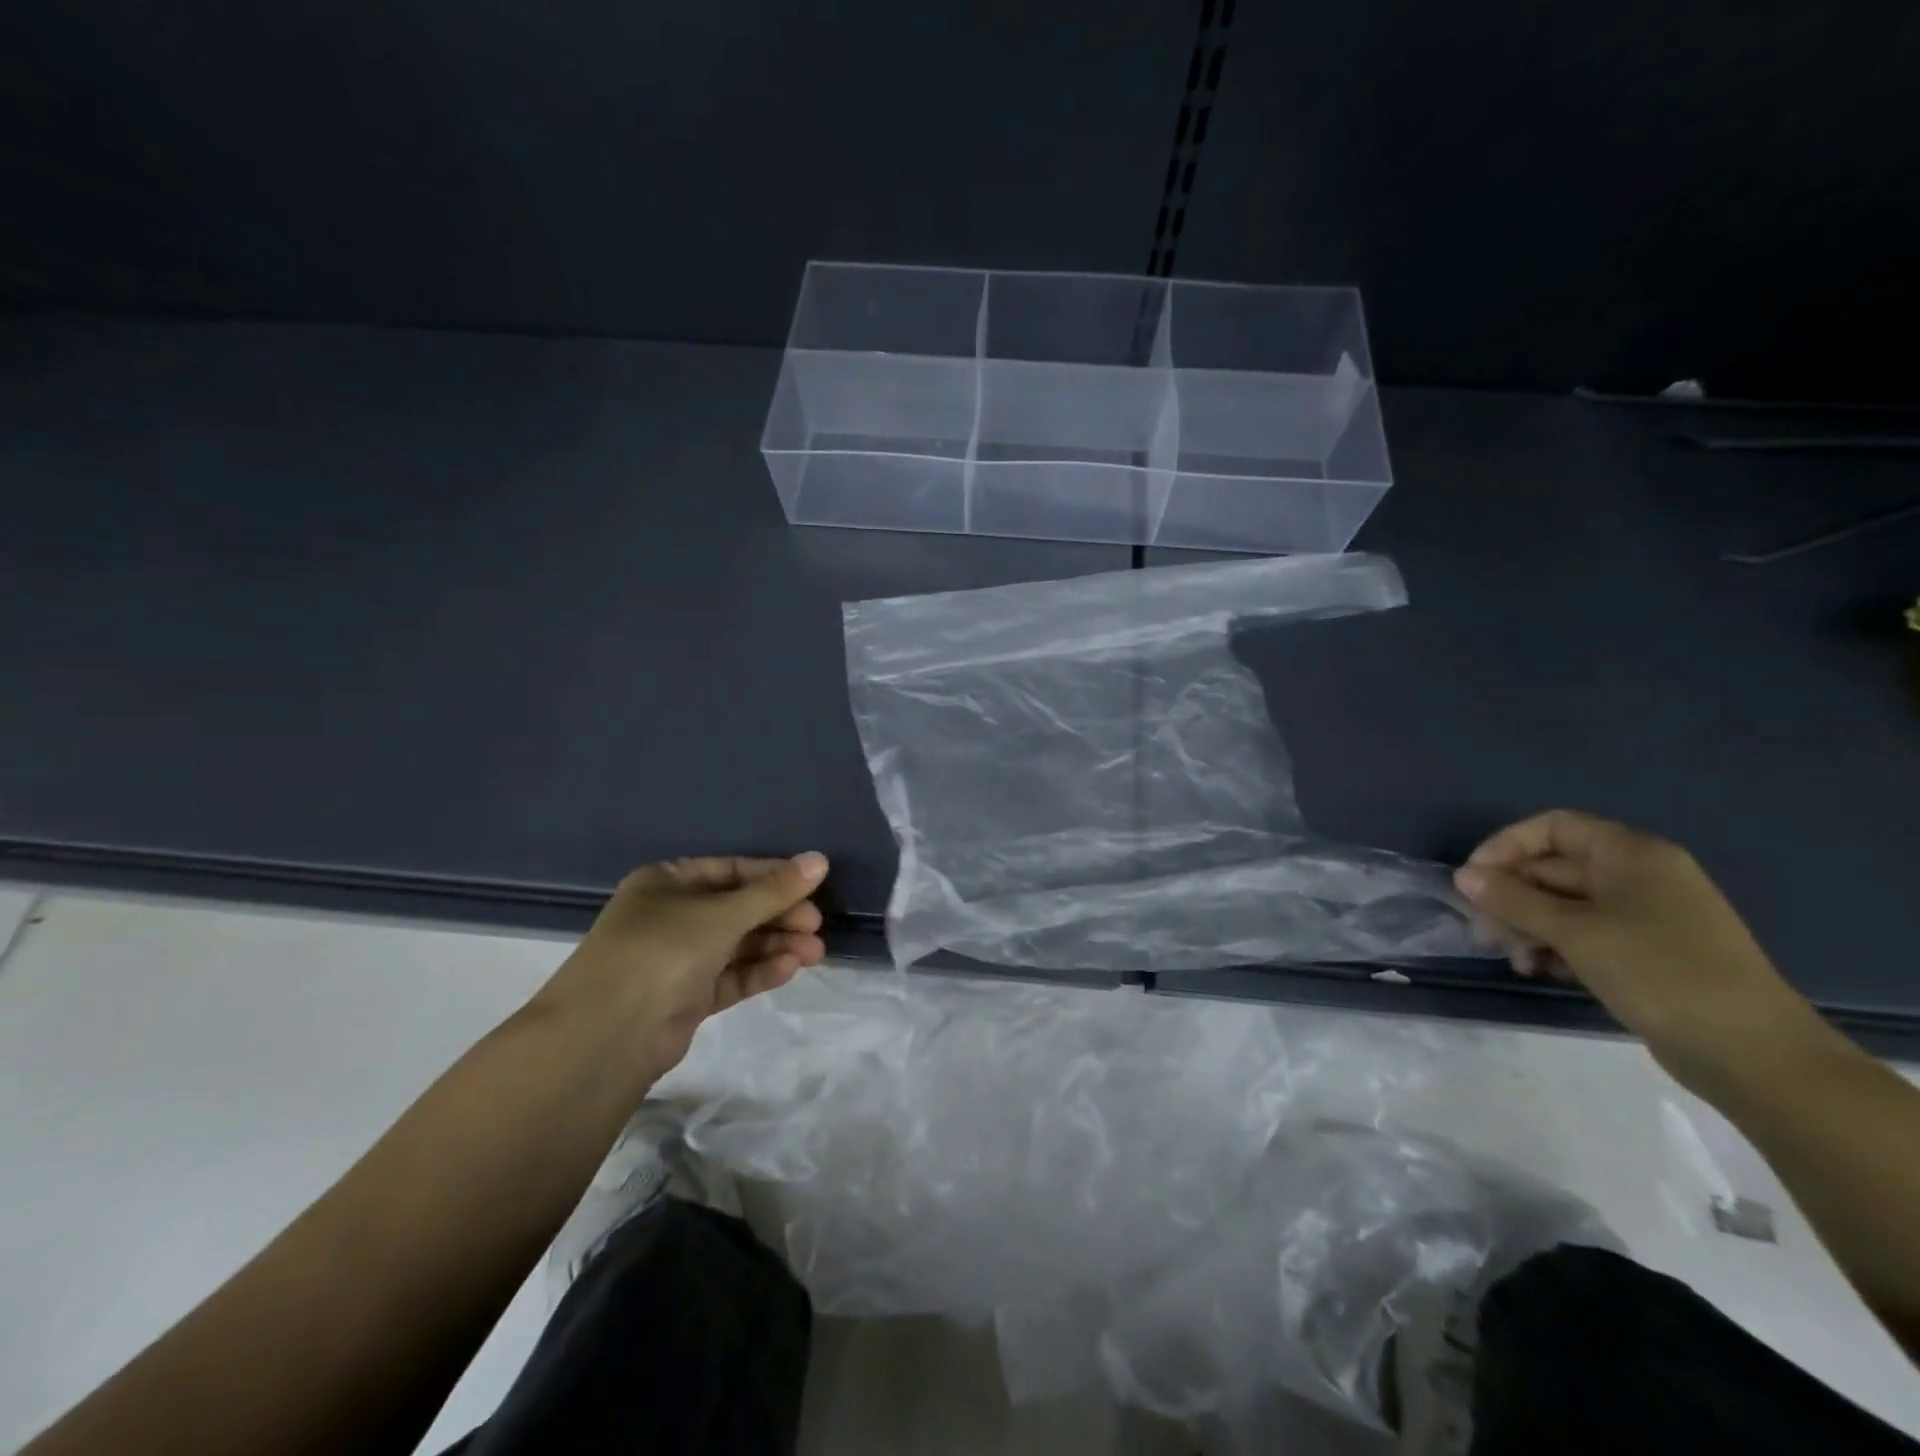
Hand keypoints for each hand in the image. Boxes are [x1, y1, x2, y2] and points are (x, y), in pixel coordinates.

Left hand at [537, 853, 829, 1080]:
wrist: (607, 1035)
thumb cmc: (663, 950)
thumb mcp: (723, 913)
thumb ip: (774, 890)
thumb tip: (820, 860)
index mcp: (667, 882)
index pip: (731, 871)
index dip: (773, 877)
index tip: (813, 886)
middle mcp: (671, 916)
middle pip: (737, 909)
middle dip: (779, 916)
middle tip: (816, 925)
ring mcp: (677, 959)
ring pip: (737, 945)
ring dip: (776, 945)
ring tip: (815, 952)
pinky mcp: (686, 997)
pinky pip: (730, 976)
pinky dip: (759, 971)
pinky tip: (789, 969)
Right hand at [1453, 811, 1817, 1093]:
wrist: (1753, 1054)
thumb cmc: (1659, 972)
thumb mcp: (1574, 931)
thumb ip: (1512, 899)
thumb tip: (1463, 875)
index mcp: (1630, 854)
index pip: (1551, 827)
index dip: (1505, 846)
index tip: (1472, 880)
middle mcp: (1638, 876)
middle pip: (1553, 867)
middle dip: (1510, 896)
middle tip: (1482, 930)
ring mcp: (1644, 916)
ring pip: (1563, 905)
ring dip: (1527, 925)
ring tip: (1512, 958)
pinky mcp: (1645, 953)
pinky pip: (1584, 934)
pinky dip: (1554, 947)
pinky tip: (1538, 970)